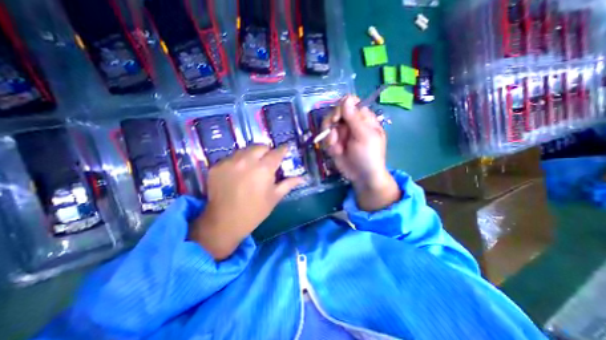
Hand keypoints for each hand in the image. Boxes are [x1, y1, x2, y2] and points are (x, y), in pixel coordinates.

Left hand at [189, 143, 302, 260]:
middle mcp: (247, 161)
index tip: (285, 149)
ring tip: (252, 166)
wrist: (224, 222)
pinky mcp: (217, 166)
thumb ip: (289, 183)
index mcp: (264, 169)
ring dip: (252, 155)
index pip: (277, 152)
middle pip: (260, 146)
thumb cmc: (255, 211)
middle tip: (267, 161)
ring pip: (245, 149)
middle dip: (266, 151)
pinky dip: (238, 161)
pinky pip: (231, 157)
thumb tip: (303, 177)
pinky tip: (238, 173)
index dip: (283, 149)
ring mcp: (230, 162)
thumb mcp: (274, 197)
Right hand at [321, 96, 400, 210]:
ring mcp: (341, 133)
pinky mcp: (334, 142)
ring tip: (336, 148)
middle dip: (331, 124)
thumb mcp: (364, 136)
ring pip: (327, 126)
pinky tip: (336, 153)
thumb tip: (346, 98)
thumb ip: (354, 118)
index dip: (341, 107)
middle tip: (334, 136)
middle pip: (335, 113)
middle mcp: (350, 123)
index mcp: (363, 118)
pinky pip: (325, 138)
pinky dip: (329, 145)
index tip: (337, 118)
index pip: (349, 103)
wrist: (362, 176)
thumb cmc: (369, 155)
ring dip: (329, 137)